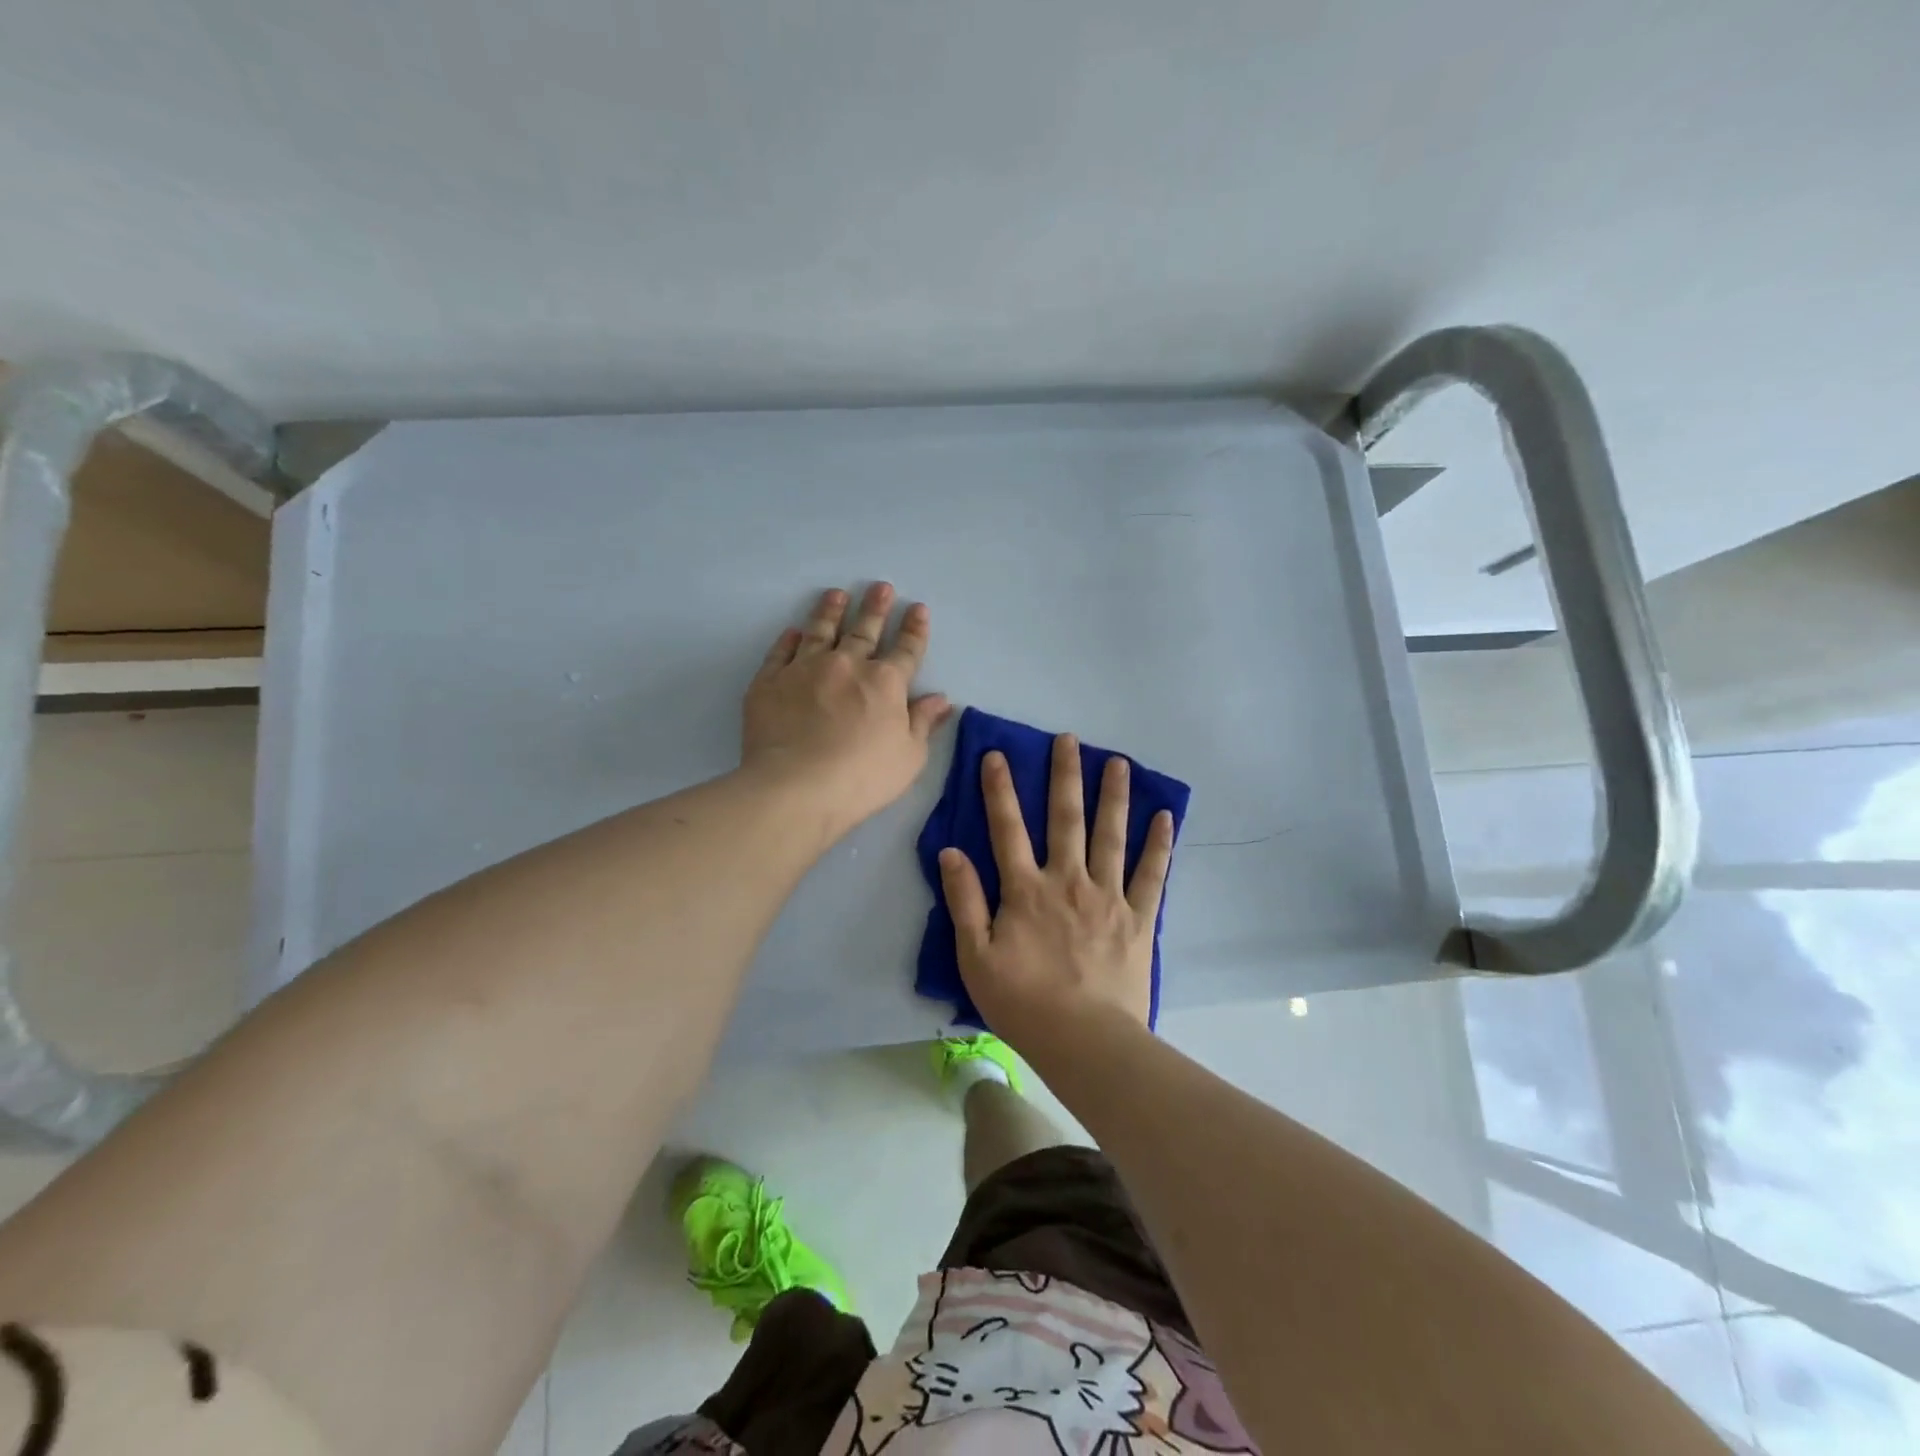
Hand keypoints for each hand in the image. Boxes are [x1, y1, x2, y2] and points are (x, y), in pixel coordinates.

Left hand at [742, 583, 951, 834]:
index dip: (914, 628)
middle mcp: (846, 665)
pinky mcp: (770, 681)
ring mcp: (805, 669)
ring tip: (836, 594)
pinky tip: (794, 631)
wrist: (796, 787)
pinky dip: (789, 639)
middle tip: (879, 587)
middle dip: (875, 608)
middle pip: (864, 630)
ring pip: (821, 631)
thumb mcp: (909, 757)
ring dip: (831, 611)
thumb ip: (923, 723)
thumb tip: (940, 698)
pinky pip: (781, 652)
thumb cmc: (862, 777)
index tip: (917, 608)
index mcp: (885, 683)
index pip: (906, 649)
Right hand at [938, 733, 1174, 1047]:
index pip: (1007, 829)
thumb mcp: (975, 957)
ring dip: (1113, 796)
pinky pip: (1152, 874)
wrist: (1086, 1041)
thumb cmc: (1024, 1003)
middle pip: (1065, 819)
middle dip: (1065, 776)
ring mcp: (1107, 896)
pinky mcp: (1138, 917)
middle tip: (1069, 739)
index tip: (997, 755)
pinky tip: (1165, 816)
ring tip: (1117, 762)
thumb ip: (964, 901)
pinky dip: (1159, 844)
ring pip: (1111, 835)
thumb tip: (951, 852)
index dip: (1000, 790)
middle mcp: (1067, 881)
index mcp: (1026, 890)